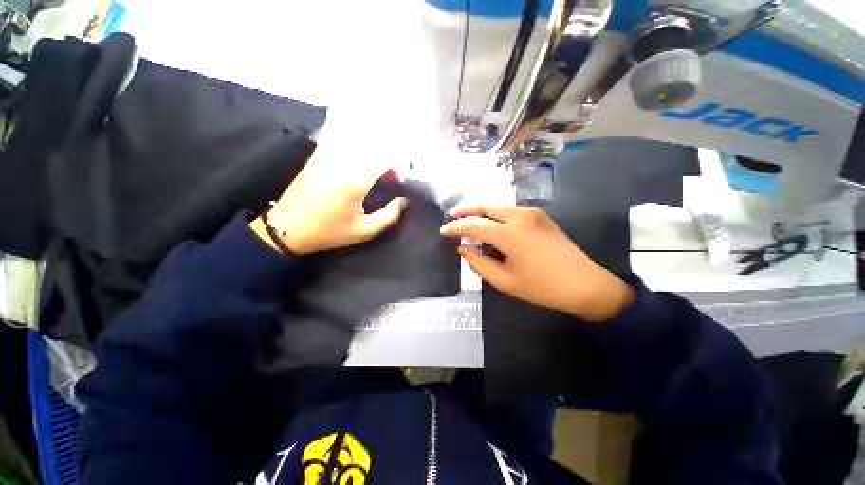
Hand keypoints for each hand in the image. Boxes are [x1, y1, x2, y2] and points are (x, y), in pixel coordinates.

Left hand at [250, 143, 406, 254]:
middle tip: (389, 174)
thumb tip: (403, 202)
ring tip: (376, 164)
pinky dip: (352, 137)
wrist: (287, 228)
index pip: (384, 158)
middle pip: (373, 143)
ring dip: (372, 145)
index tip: (398, 181)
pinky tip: (359, 149)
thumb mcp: (363, 231)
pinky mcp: (317, 155)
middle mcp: (342, 161)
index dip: (397, 167)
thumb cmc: (328, 231)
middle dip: (387, 155)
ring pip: (356, 136)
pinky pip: (338, 135)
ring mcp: (327, 154)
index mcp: (355, 181)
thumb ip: (388, 217)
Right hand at [439, 204, 634, 321]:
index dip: (456, 227)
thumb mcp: (504, 281)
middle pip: (485, 205)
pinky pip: (509, 209)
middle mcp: (520, 216)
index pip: (474, 225)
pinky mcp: (539, 215)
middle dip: (465, 209)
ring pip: (497, 205)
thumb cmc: (542, 287)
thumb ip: (478, 263)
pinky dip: (494, 213)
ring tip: (467, 219)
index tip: (443, 231)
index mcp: (510, 234)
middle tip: (451, 217)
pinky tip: (488, 222)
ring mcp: (532, 212)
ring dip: (479, 210)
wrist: (585, 284)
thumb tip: (463, 247)